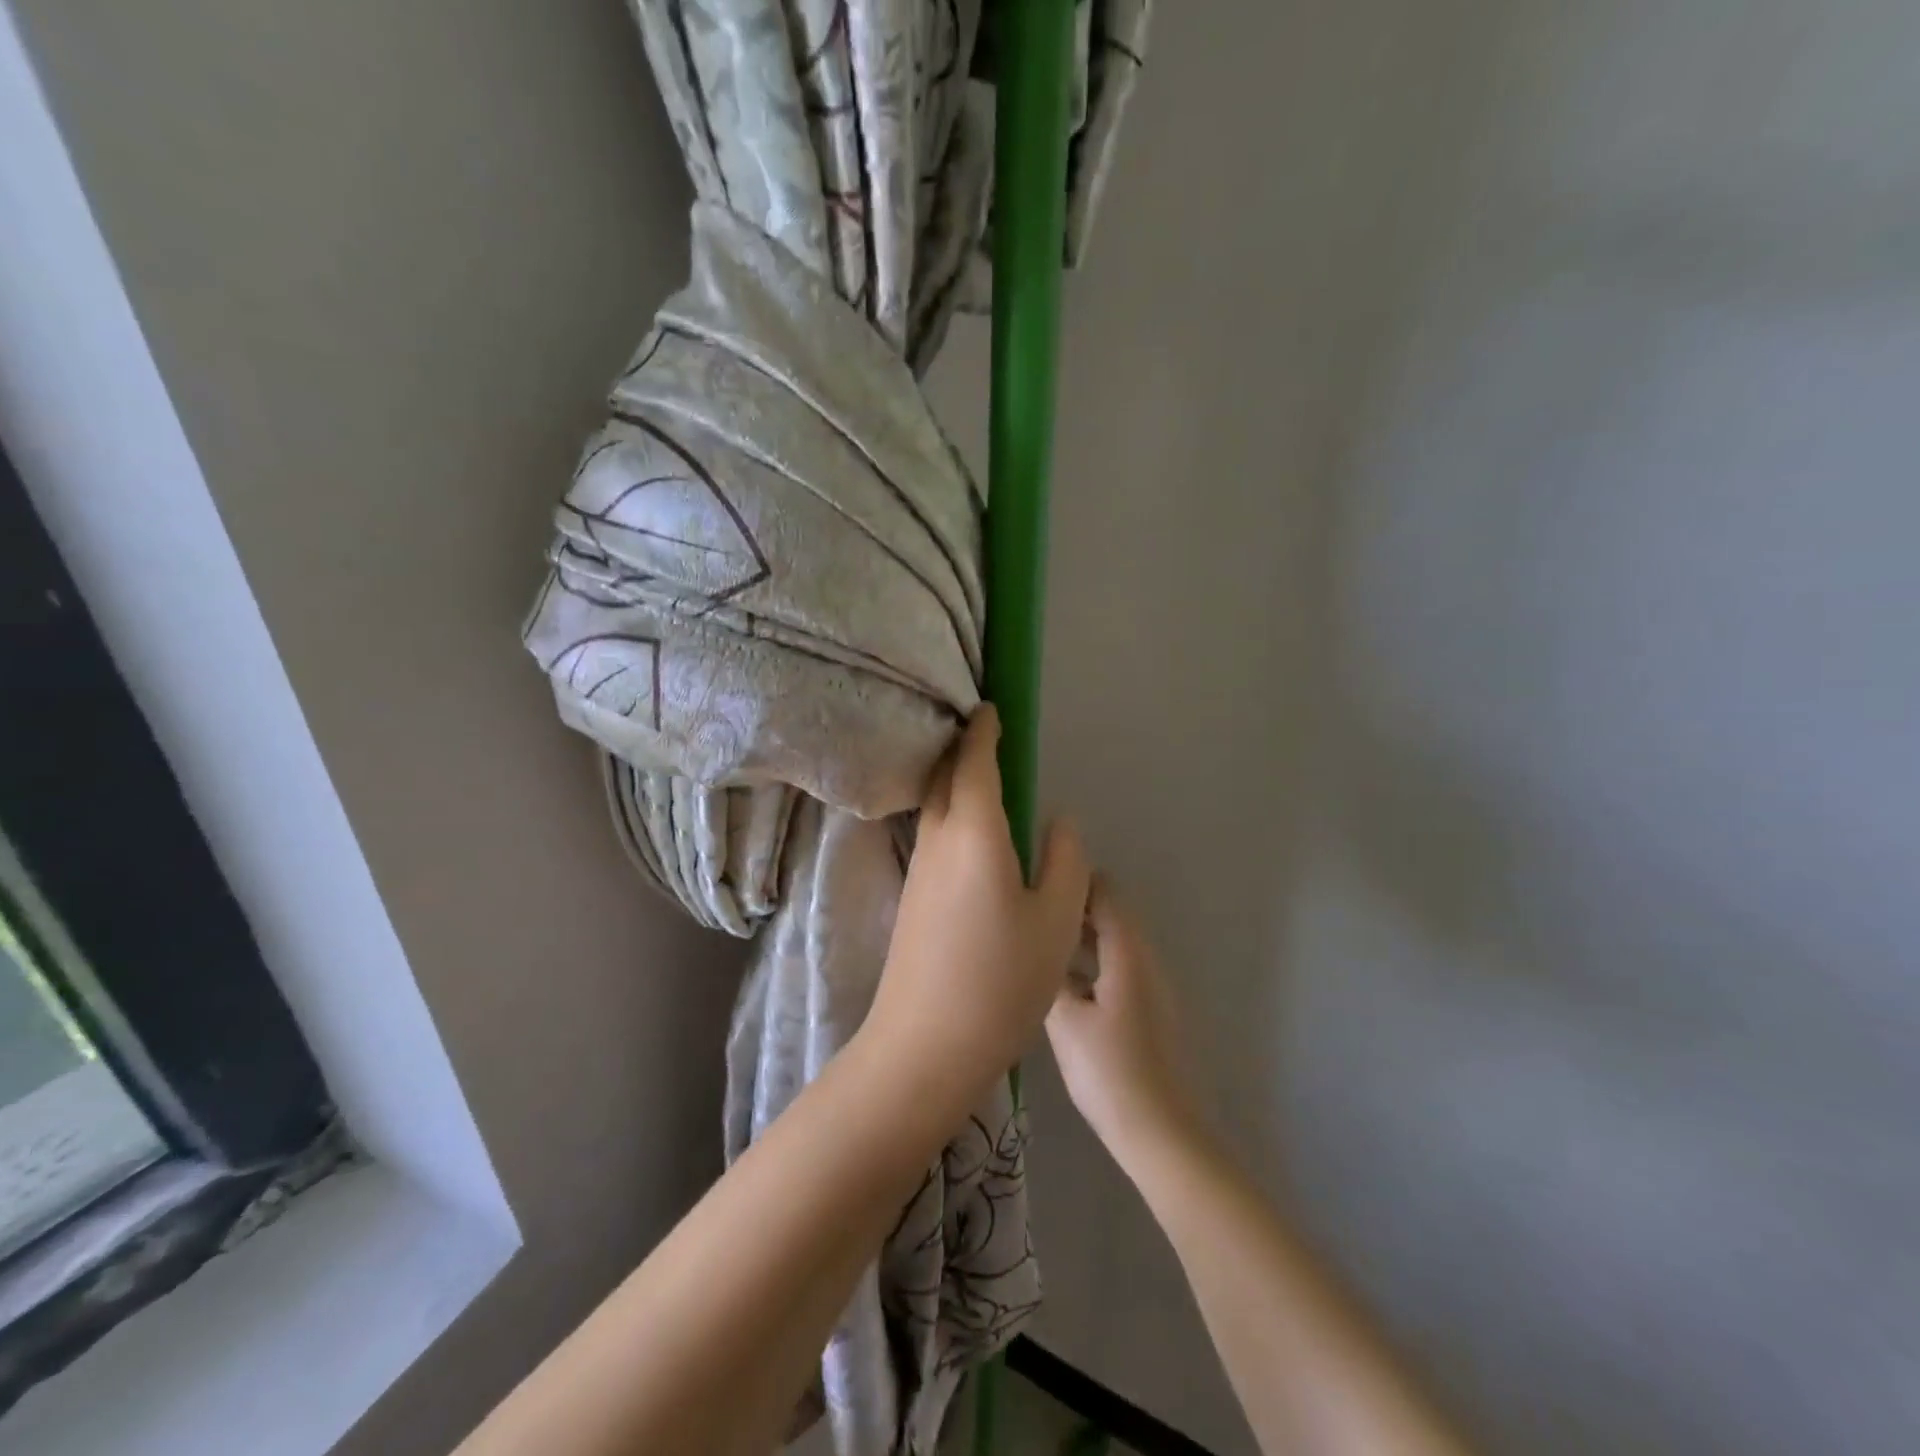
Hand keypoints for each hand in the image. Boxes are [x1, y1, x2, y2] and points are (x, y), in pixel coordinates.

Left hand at [861, 706, 1090, 1117]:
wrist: (924, 1044)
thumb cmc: (1000, 978)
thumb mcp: (1056, 919)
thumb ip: (1065, 861)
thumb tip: (1058, 822)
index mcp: (973, 831)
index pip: (974, 762)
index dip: (983, 731)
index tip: (991, 708)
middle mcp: (937, 839)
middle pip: (946, 777)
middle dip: (964, 749)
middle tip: (989, 735)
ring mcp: (917, 869)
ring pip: (935, 806)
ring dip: (955, 781)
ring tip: (986, 778)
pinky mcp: (911, 897)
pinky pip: (933, 835)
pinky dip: (951, 814)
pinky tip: (973, 836)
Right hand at [1046, 882, 1205, 1176]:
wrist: (1160, 1132)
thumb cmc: (1110, 1071)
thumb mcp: (1065, 1020)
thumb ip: (1049, 974)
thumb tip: (1034, 943)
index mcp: (1128, 952)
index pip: (1104, 891)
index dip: (1071, 879)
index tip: (1032, 880)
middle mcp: (1144, 959)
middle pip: (1109, 913)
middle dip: (1070, 906)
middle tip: (1025, 912)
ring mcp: (1149, 985)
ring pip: (1111, 942)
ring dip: (1078, 936)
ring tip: (1034, 942)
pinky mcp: (1146, 1009)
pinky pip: (1115, 966)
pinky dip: (1089, 961)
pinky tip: (1058, 982)